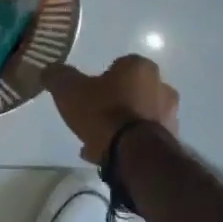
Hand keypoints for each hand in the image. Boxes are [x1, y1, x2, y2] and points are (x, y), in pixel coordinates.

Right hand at [44, 55, 179, 163]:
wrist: (135, 156)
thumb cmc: (103, 114)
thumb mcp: (69, 90)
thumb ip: (58, 76)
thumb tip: (51, 70)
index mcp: (140, 67)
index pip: (119, 66)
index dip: (101, 80)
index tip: (87, 95)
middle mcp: (162, 86)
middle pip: (131, 91)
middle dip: (114, 102)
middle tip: (92, 118)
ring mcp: (170, 116)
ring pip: (138, 116)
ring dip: (122, 125)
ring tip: (98, 142)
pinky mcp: (171, 142)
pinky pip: (143, 138)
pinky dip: (129, 144)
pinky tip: (109, 155)